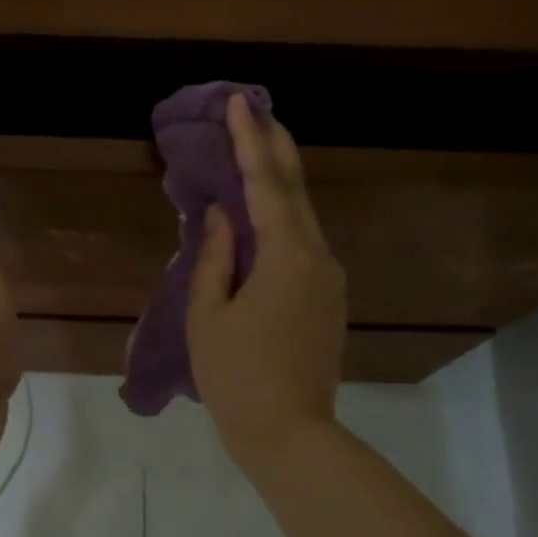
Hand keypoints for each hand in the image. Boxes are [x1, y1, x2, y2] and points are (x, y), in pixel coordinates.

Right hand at [187, 95, 345, 465]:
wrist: (288, 434)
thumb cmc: (236, 377)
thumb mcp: (208, 316)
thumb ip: (215, 258)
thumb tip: (223, 216)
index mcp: (286, 257)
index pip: (266, 185)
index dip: (250, 142)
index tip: (238, 103)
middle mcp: (318, 258)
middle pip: (296, 191)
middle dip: (275, 148)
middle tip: (255, 112)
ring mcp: (329, 280)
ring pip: (304, 218)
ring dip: (279, 184)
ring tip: (257, 154)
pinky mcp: (328, 300)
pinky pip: (304, 245)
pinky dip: (283, 220)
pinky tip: (264, 216)